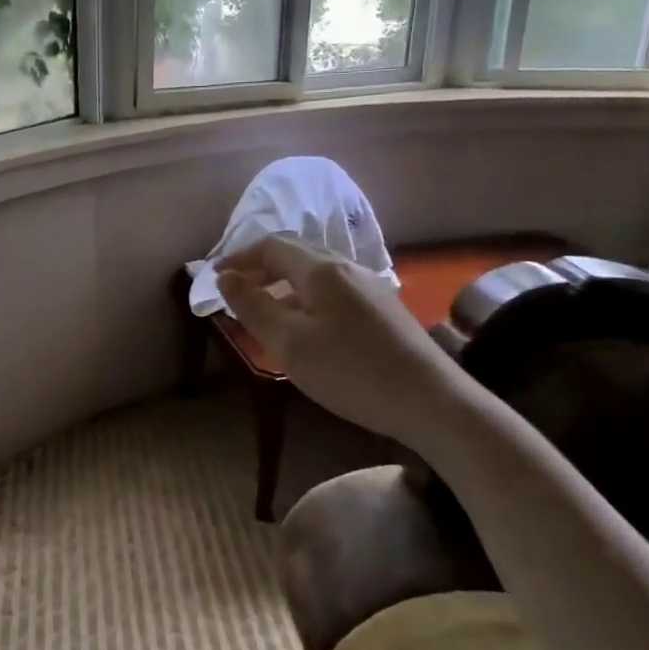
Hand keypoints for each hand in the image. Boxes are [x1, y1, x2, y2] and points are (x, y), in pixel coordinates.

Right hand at [218, 237, 458, 441]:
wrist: (433, 402)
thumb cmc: (351, 372)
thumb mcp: (289, 343)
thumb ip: (253, 307)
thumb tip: (226, 277)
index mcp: (321, 269)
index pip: (270, 246)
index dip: (238, 258)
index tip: (215, 280)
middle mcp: (346, 267)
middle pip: (294, 255)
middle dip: (260, 270)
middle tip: (236, 296)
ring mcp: (370, 287)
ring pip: (315, 274)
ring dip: (283, 285)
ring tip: (266, 314)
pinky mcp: (384, 309)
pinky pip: (333, 291)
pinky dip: (306, 299)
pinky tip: (308, 329)